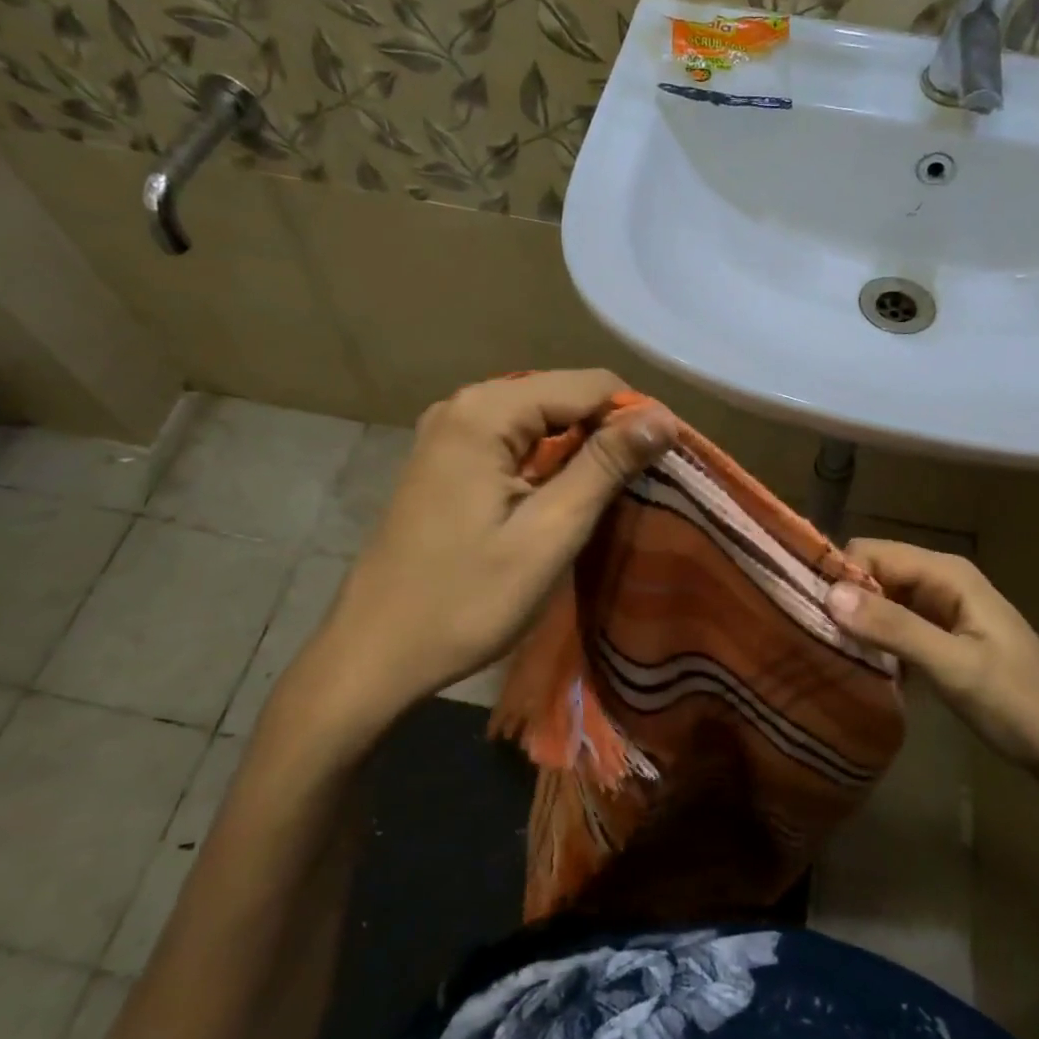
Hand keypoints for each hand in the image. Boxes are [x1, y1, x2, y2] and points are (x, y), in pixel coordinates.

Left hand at [319, 370, 669, 719]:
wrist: (375, 654)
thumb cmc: (465, 600)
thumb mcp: (548, 534)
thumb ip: (604, 466)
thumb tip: (662, 417)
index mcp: (486, 412)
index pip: (589, 384)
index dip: (635, 419)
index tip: (664, 467)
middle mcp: (464, 405)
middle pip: (563, 396)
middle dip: (608, 434)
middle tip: (637, 490)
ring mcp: (448, 432)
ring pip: (541, 420)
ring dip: (580, 452)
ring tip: (606, 500)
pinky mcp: (445, 460)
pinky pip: (514, 442)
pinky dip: (548, 463)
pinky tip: (560, 502)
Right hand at [827, 539, 1038, 782]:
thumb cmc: (1020, 702)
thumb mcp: (954, 666)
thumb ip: (894, 629)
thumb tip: (830, 594)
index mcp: (946, 573)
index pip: (871, 553)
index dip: (838, 575)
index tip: (807, 612)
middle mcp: (940, 582)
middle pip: (873, 576)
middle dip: (843, 601)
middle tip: (812, 639)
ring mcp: (942, 612)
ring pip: (881, 604)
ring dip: (857, 626)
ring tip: (826, 656)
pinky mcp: (941, 640)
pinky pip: (894, 629)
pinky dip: (876, 646)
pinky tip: (861, 672)